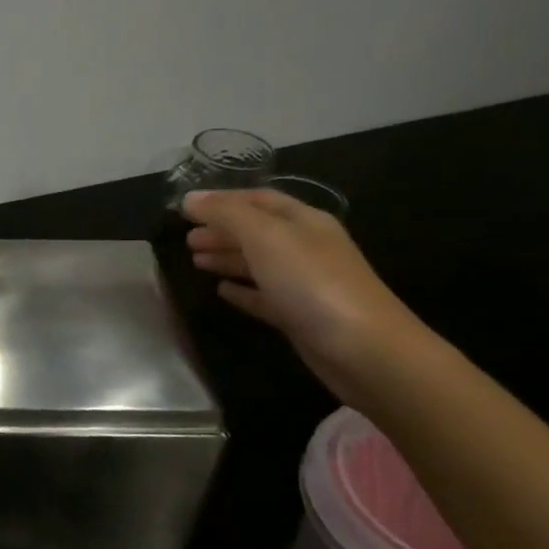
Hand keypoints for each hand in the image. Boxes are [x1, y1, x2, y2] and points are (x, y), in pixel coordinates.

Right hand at [182, 189, 424, 401]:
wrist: (363, 349)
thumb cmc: (311, 282)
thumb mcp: (265, 236)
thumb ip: (225, 214)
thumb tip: (189, 198)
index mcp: (303, 221)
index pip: (258, 199)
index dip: (222, 199)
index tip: (185, 207)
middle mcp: (305, 247)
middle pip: (257, 231)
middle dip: (221, 230)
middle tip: (186, 239)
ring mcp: (303, 284)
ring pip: (258, 263)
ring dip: (226, 258)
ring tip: (194, 260)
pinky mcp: (299, 317)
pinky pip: (263, 297)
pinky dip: (241, 291)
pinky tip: (221, 291)